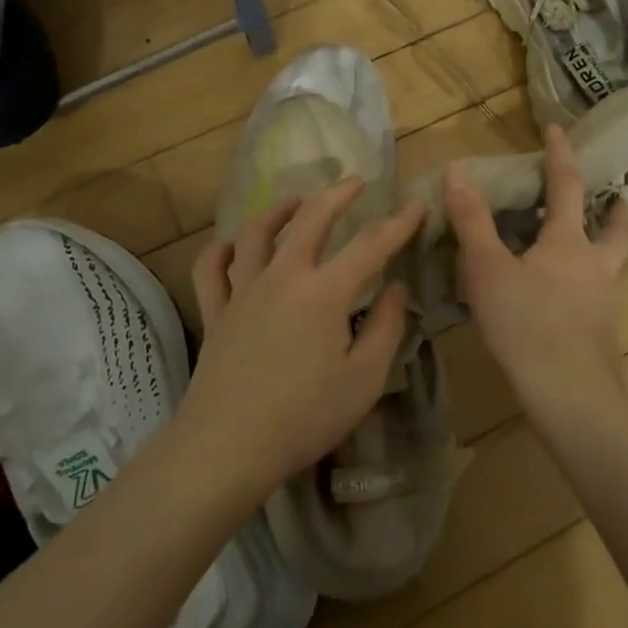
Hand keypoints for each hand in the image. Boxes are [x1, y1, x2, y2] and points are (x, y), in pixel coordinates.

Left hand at [185, 179, 425, 500]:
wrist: (228, 446)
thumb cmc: (305, 417)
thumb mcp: (364, 379)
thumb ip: (385, 328)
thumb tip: (398, 289)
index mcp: (323, 293)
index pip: (369, 246)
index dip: (397, 224)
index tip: (416, 206)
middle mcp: (282, 278)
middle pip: (309, 220)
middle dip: (336, 195)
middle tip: (354, 181)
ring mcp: (242, 292)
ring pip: (256, 234)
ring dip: (279, 209)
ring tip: (297, 199)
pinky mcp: (215, 313)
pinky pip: (211, 269)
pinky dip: (220, 249)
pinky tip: (232, 244)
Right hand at [443, 124, 627, 413]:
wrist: (571, 395)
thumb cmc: (526, 324)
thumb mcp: (488, 270)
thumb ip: (472, 221)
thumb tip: (456, 171)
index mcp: (569, 243)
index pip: (567, 186)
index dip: (559, 155)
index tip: (557, 129)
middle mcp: (595, 266)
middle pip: (616, 229)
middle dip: (614, 208)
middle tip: (614, 196)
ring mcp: (604, 302)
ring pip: (613, 264)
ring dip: (610, 245)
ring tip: (594, 246)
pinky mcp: (602, 333)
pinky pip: (600, 296)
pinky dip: (591, 285)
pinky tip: (571, 301)